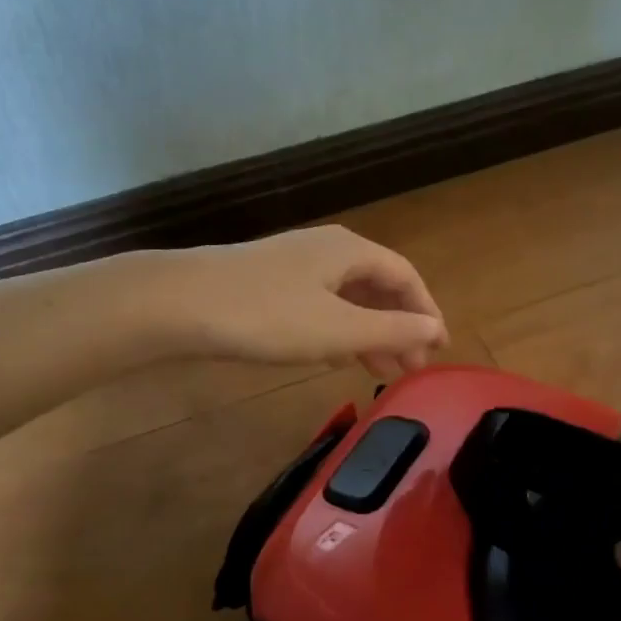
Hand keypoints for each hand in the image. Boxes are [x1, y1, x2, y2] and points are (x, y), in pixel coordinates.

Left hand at [163, 225, 447, 376]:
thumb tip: (435, 330)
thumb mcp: (337, 329)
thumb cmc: (268, 315)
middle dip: (398, 327)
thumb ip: (391, 330)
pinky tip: (335, 356)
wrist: (180, 303)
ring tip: (381, 370)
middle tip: (411, 368)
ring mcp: (294, 265)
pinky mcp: (269, 284)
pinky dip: (338, 330)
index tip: (439, 349)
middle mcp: (326, 250)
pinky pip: (320, 305)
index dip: (427, 312)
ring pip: (346, 298)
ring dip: (368, 333)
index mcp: (350, 251)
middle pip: (377, 286)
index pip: (405, 276)